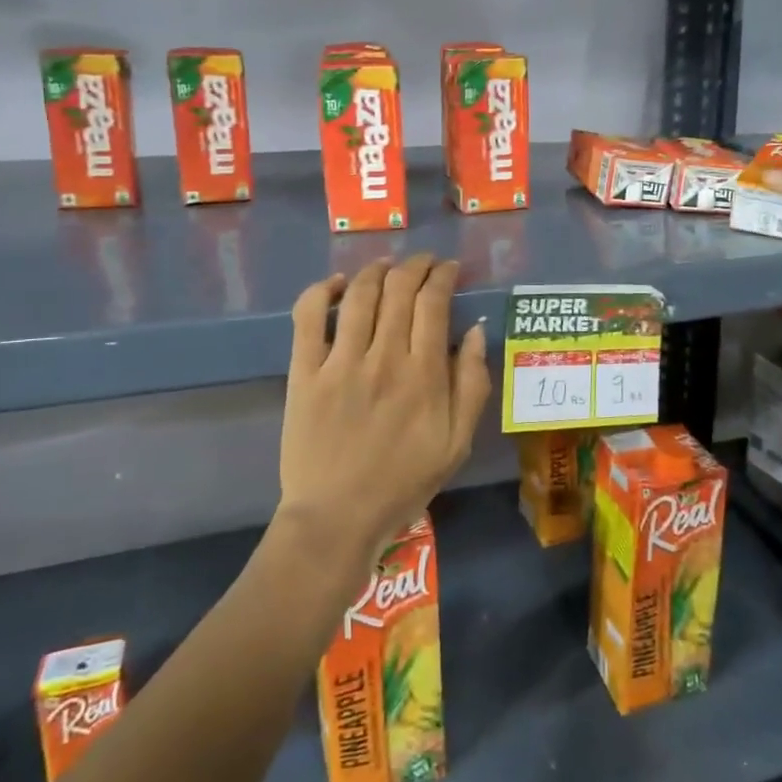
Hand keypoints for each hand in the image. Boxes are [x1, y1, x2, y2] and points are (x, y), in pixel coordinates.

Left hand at [278, 255, 491, 568]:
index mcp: (424, 375)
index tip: (449, 270)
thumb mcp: (457, 443)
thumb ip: (472, 385)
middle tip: (424, 263)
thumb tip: (477, 332)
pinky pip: (308, 317)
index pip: (434, 303)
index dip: (443, 276)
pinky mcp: (304, 373)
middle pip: (399, 289)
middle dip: (416, 265)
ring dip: (376, 269)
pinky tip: (337, 284)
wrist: (337, 518)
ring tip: (387, 265)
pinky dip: (322, 291)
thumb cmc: (403, 482)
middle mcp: (383, 358)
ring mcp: (339, 363)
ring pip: (359, 294)